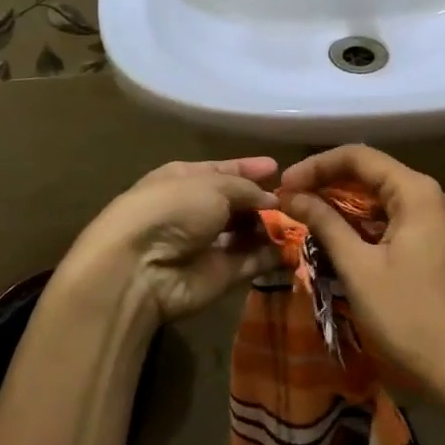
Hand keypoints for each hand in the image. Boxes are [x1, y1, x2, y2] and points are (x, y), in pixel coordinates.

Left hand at [56, 158, 281, 326]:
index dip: (249, 168)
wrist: (140, 268)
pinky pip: (252, 261)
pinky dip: (273, 255)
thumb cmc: (172, 210)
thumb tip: (272, 200)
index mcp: (185, 179)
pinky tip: (297, 246)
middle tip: (299, 199)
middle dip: (265, 201)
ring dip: (272, 227)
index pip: (223, 170)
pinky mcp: (220, 275)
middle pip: (238, 203)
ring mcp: (208, 245)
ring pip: (247, 233)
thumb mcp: (212, 185)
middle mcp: (196, 210)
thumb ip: (246, 189)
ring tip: (304, 220)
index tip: (278, 168)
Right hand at [280, 145, 444, 412]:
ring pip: (379, 197)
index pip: (359, 157)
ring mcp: (435, 220)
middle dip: (327, 181)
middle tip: (288, 199)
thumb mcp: (359, 268)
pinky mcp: (433, 242)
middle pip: (370, 172)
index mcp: (416, 192)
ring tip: (303, 214)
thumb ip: (325, 224)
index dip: (317, 165)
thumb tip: (292, 195)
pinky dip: (361, 222)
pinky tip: (335, 234)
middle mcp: (429, 195)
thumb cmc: (409, 317)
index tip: (283, 185)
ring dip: (342, 203)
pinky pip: (391, 218)